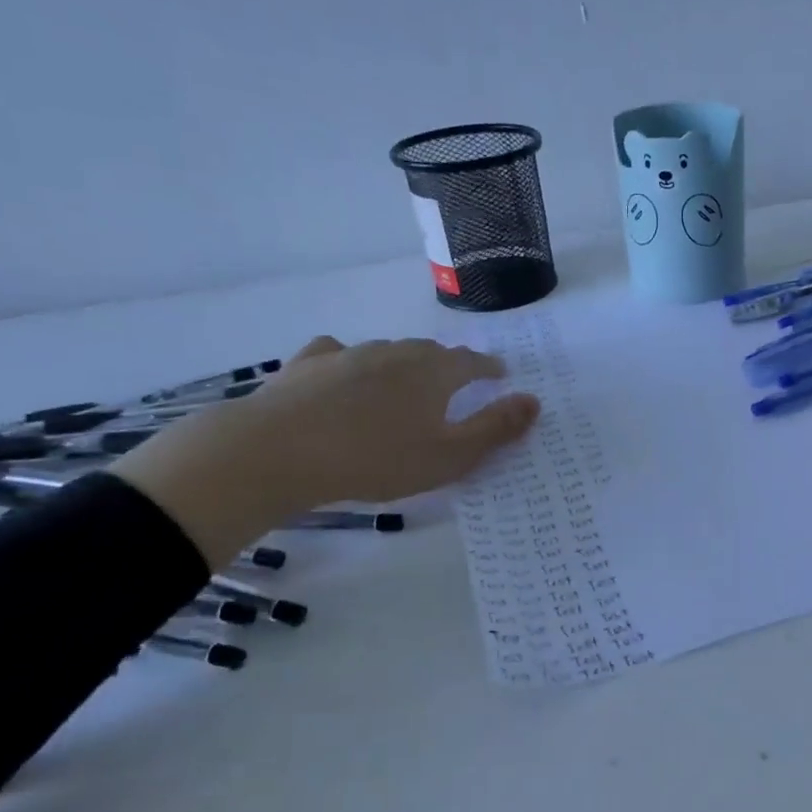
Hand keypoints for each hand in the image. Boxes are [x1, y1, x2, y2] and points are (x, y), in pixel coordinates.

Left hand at [114, 336, 538, 567]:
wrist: (277, 452)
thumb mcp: (448, 457)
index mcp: (433, 373)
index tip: (500, 376)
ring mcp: (348, 355)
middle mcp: (395, 353)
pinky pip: (336, 354)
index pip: (472, 363)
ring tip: (405, 383)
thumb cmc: (375, 459)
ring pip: (387, 352)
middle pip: (431, 352)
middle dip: (449, 365)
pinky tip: (342, 372)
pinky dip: (349, 361)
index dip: (489, 369)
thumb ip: (494, 429)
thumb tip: (534, 402)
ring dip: (403, 364)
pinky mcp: (307, 365)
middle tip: (456, 383)